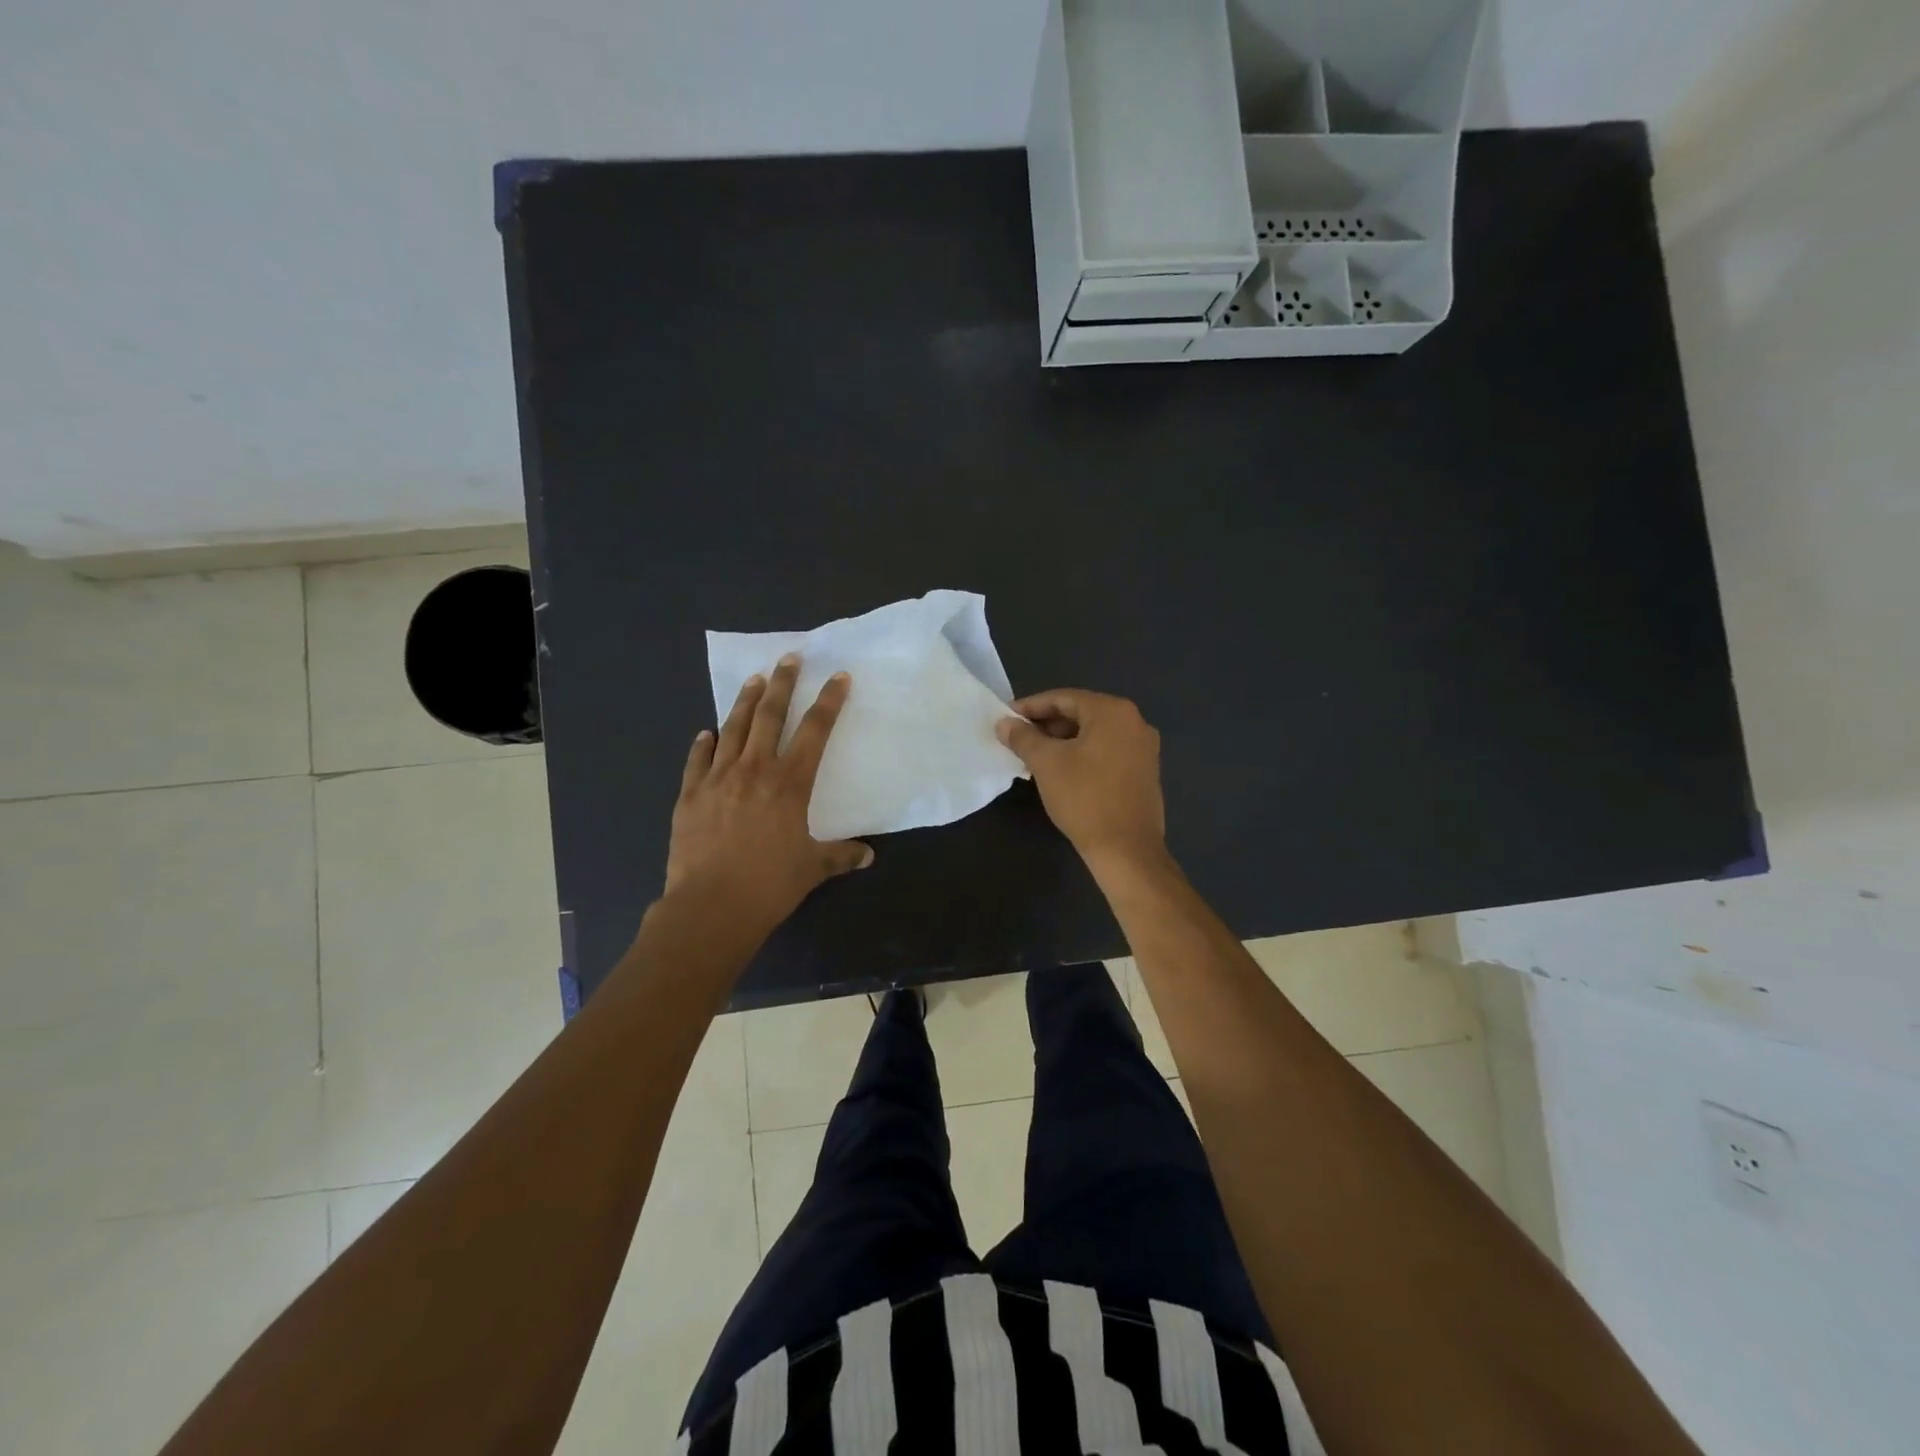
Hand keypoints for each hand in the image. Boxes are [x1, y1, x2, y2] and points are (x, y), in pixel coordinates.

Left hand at [665, 654, 872, 931]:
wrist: (711, 905)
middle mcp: (755, 770)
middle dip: (782, 684)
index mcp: (789, 783)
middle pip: (770, 716)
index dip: (829, 702)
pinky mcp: (690, 794)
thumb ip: (840, 855)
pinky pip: (697, 760)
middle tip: (789, 658)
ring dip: (744, 702)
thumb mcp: (812, 868)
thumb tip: (867, 855)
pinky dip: (703, 744)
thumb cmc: (770, 884)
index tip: (838, 677)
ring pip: (733, 728)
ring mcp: (718, 778)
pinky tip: (706, 733)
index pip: (815, 731)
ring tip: (753, 679)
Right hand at [996, 689, 1165, 869]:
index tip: (1006, 718)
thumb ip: (1023, 737)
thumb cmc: (1085, 798)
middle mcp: (1135, 722)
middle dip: (1046, 725)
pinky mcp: (1144, 772)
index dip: (1031, 707)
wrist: (1126, 850)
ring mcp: (1144, 748)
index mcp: (1113, 711)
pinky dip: (1081, 755)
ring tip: (1033, 756)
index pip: (1064, 698)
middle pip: (1081, 714)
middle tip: (1017, 738)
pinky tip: (1060, 771)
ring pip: (1094, 735)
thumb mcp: (1046, 763)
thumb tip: (1004, 723)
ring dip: (1062, 741)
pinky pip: (1106, 752)